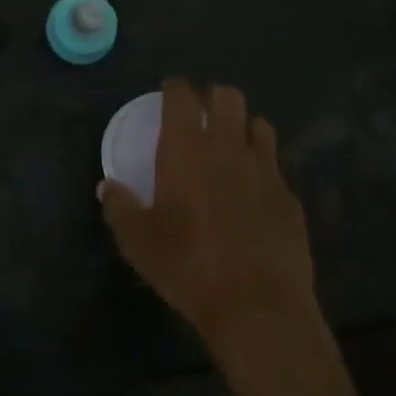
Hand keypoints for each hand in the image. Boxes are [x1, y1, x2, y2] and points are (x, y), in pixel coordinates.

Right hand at [100, 80, 320, 359]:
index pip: (182, 95)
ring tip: (232, 147)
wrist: (259, 307)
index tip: (168, 93)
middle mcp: (228, 146)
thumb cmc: (189, 267)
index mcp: (187, 148)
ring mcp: (265, 169)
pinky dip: (263, 168)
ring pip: (259, 124)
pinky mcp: (289, 196)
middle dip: (213, 98)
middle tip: (201, 117)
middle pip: (228, 96)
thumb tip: (107, 187)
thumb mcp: (139, 243)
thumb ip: (119, 208)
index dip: (174, 88)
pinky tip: (254, 193)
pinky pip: (276, 166)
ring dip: (243, 127)